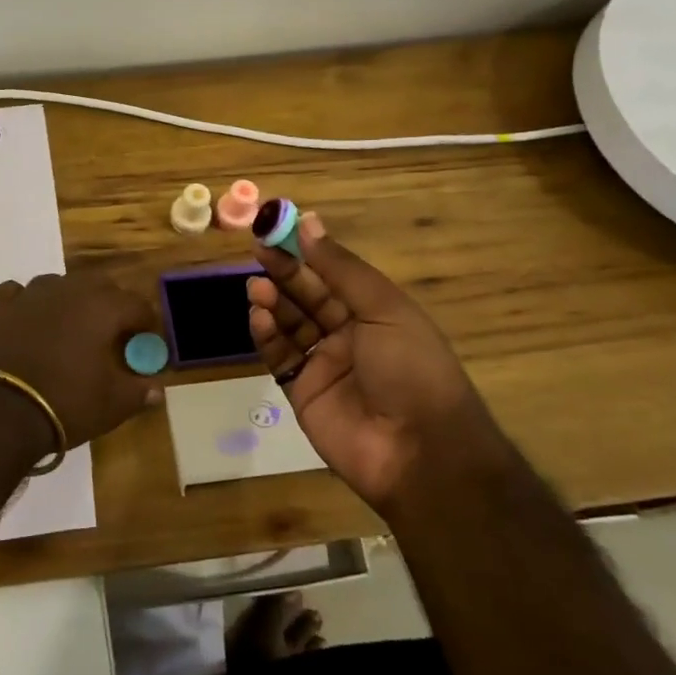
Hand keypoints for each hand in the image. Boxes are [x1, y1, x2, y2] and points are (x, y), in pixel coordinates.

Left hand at [0, 272, 161, 447]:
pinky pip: (19, 293)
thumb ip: (138, 391)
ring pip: (59, 284)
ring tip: (70, 327)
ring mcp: (30, 294)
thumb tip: (156, 389)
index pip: (137, 305)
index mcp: (102, 307)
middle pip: (100, 285)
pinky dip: (29, 304)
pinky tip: (29, 321)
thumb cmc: (65, 403)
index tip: (146, 343)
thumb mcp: (112, 405)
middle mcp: (68, 290)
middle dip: (111, 305)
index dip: (146, 324)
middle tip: (111, 335)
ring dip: (70, 300)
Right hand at [247, 212, 493, 505]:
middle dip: (284, 275)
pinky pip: (279, 356)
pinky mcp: (301, 391)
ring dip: (273, 303)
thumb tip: (308, 222)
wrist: (419, 452)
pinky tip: (259, 317)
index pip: (333, 275)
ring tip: (256, 288)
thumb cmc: (412, 369)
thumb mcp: (384, 309)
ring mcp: (324, 364)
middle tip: (259, 253)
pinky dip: (267, 335)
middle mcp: (349, 334)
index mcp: (376, 313)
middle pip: (308, 297)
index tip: (277, 231)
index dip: (306, 254)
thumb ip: (340, 269)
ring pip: (290, 325)